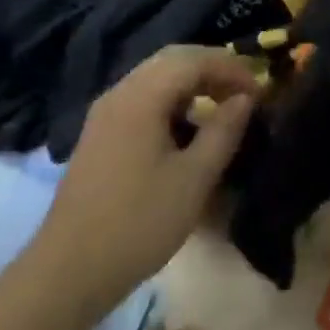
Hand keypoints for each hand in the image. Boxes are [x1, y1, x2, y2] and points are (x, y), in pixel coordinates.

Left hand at [31, 46, 258, 312]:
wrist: (68, 270)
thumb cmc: (138, 223)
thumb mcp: (193, 179)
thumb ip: (223, 131)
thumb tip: (245, 99)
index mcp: (141, 96)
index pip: (193, 59)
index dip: (231, 68)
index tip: (260, 92)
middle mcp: (120, 92)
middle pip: (172, 59)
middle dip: (212, 68)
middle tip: (243, 92)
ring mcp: (105, 111)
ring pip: (155, 76)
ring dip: (191, 83)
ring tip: (221, 108)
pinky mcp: (99, 132)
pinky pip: (142, 97)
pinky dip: (171, 100)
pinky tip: (186, 128)